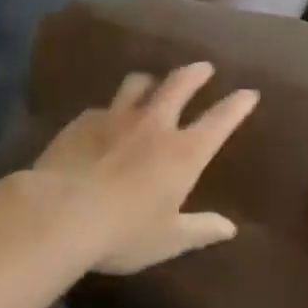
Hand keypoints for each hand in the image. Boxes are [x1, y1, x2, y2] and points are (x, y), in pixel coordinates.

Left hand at [29, 61, 257, 274]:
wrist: (58, 214)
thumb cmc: (123, 232)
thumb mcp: (168, 239)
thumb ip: (200, 230)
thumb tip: (230, 228)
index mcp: (183, 152)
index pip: (220, 120)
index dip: (237, 105)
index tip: (249, 93)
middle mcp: (154, 125)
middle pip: (179, 85)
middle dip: (195, 73)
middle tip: (203, 68)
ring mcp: (115, 118)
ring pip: (137, 84)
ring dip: (150, 81)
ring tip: (151, 84)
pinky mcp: (82, 122)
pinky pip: (102, 107)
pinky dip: (110, 110)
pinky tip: (104, 121)